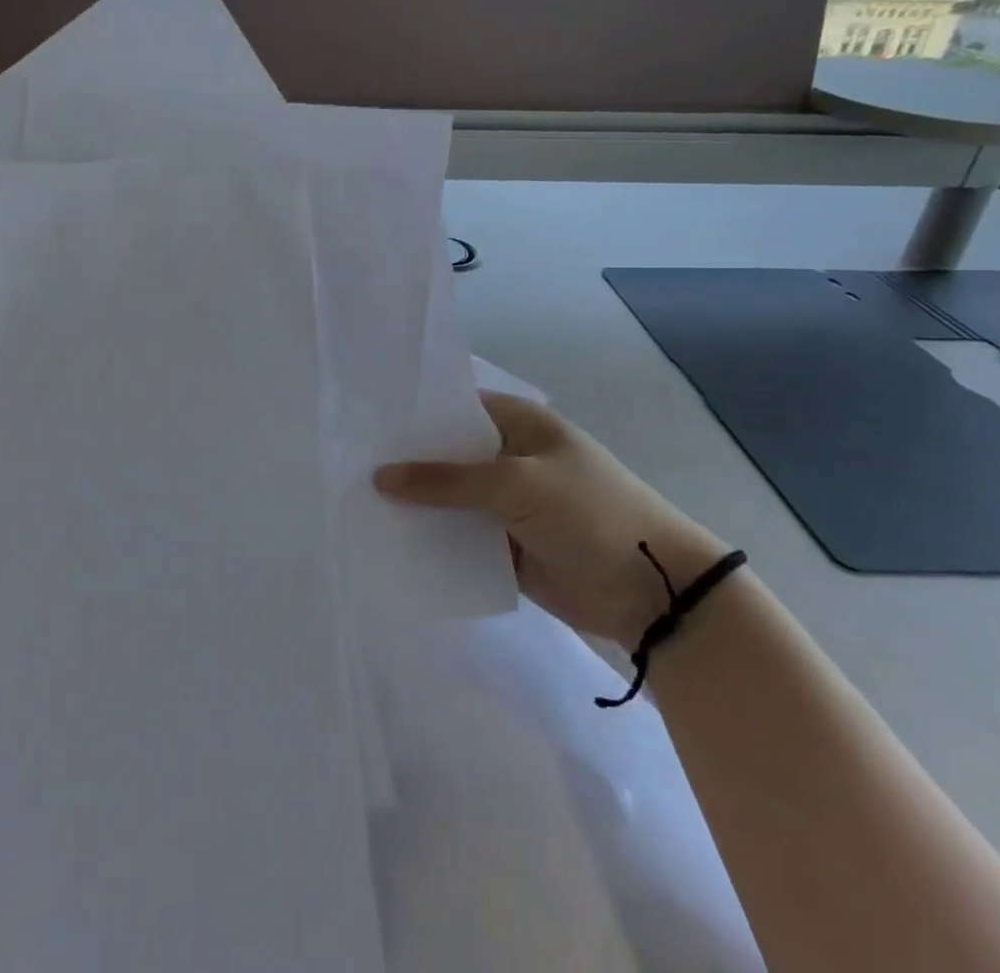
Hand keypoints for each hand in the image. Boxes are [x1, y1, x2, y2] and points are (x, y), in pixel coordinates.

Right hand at [376, 391, 726, 647]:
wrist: (652, 591)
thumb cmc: (589, 513)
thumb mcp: (515, 484)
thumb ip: (446, 480)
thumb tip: (380, 477)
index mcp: (517, 424)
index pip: (454, 408)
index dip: (412, 414)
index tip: (363, 420)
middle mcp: (507, 457)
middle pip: (445, 455)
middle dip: (405, 462)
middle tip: (348, 463)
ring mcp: (505, 504)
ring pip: (447, 498)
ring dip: (414, 504)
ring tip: (355, 502)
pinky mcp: (503, 545)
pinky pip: (458, 537)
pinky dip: (431, 539)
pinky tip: (387, 540)